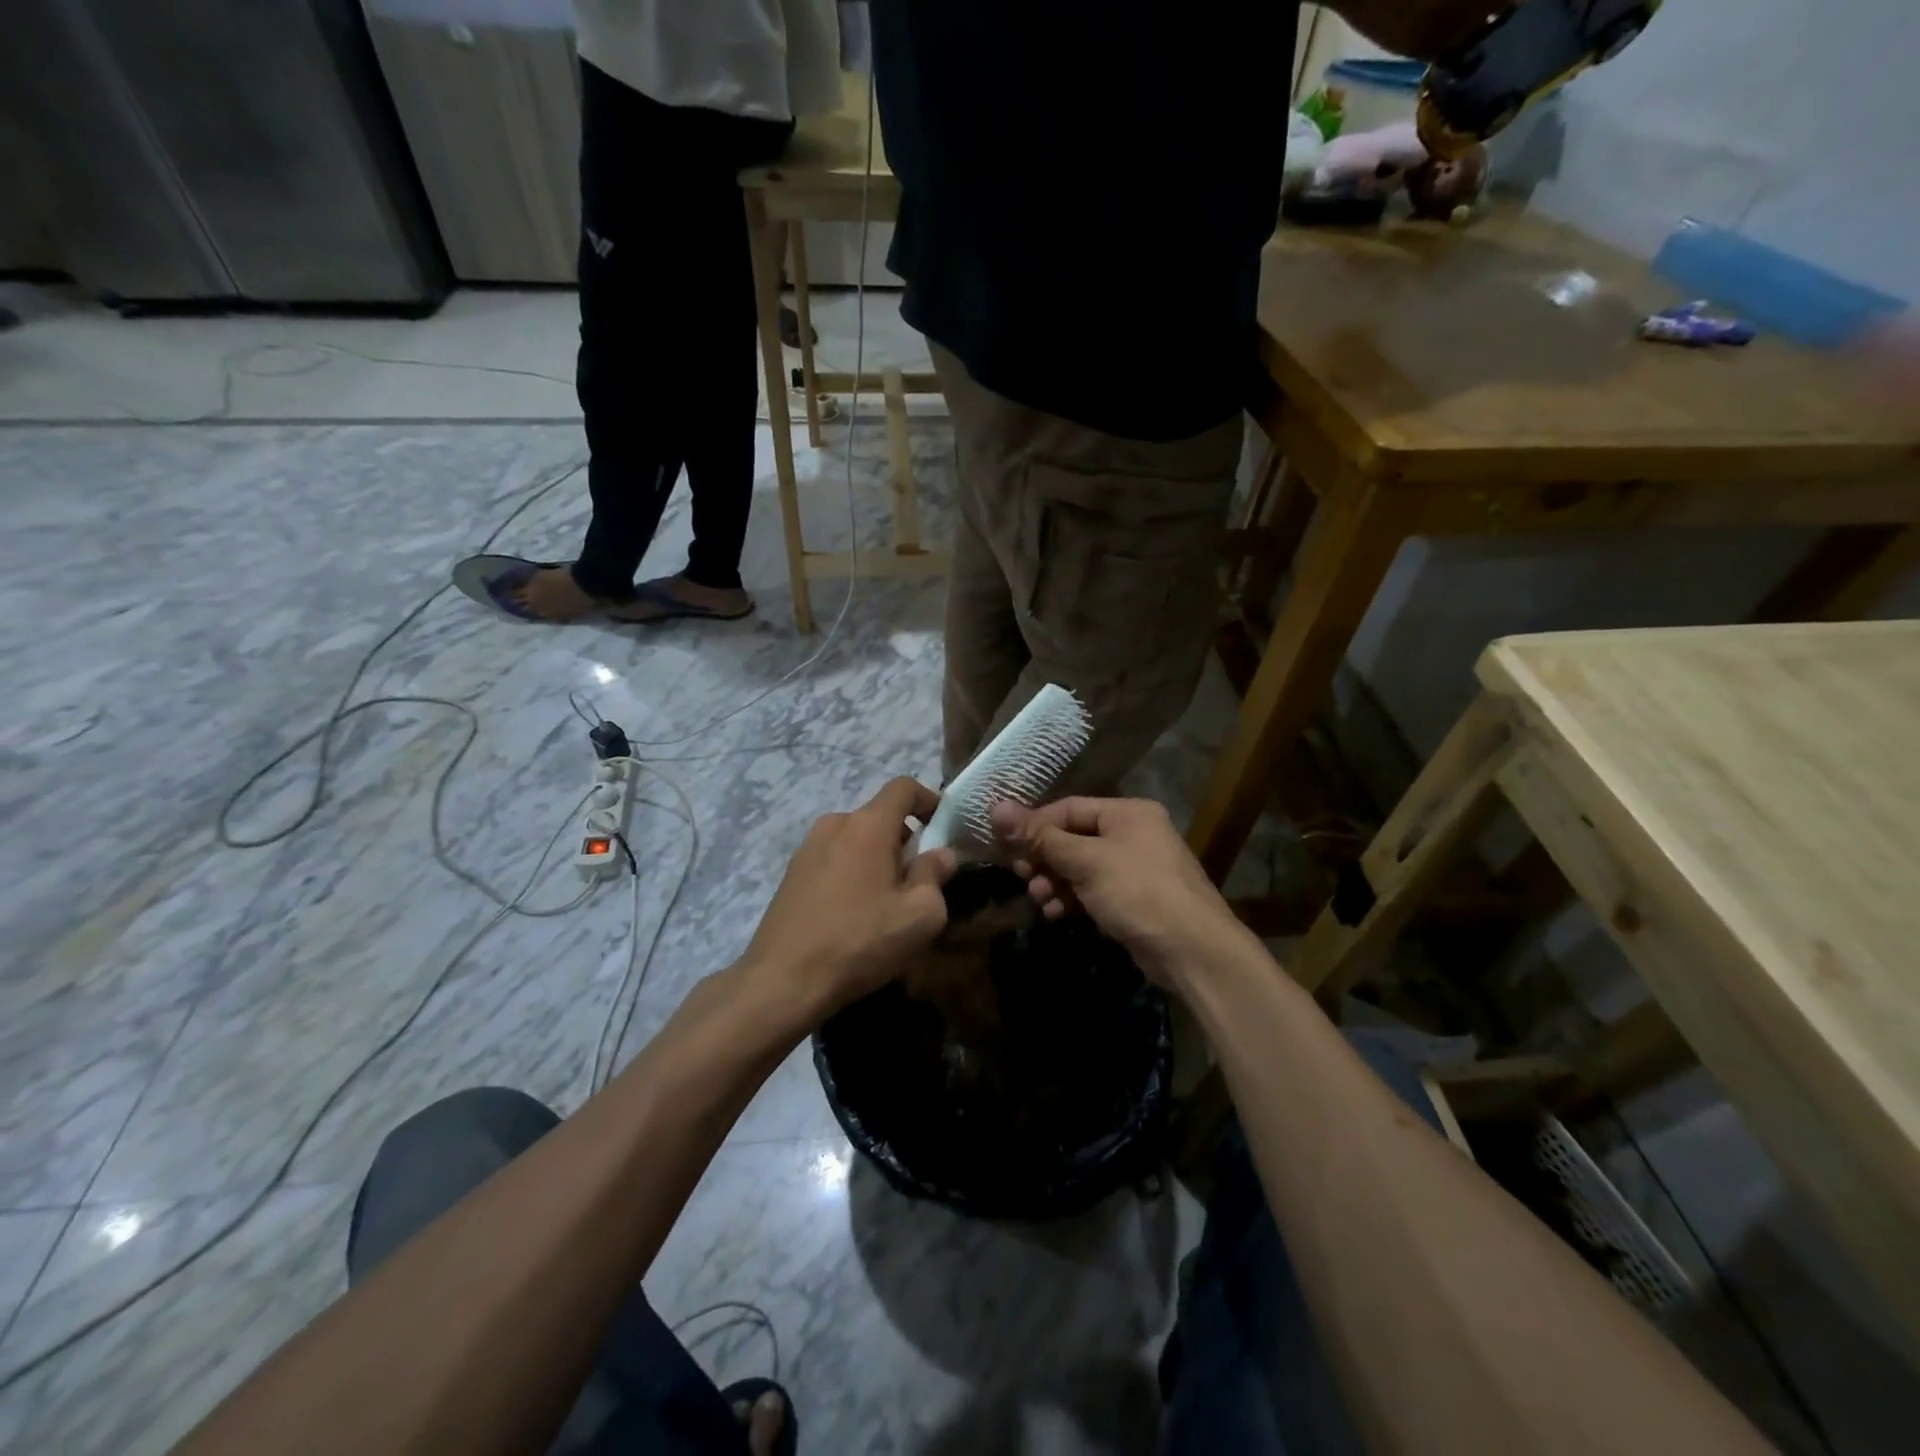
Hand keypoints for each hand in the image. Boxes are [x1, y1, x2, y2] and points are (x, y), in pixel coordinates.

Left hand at [744, 778, 957, 1019]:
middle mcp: (835, 825)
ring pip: (855, 840)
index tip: (943, 826)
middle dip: (905, 840)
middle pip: (879, 816)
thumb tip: (940, 855)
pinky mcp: (791, 874)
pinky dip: (852, 873)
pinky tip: (854, 915)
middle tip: (919, 880)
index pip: (903, 787)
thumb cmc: (860, 941)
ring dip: (877, 859)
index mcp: (868, 825)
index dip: (928, 799)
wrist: (782, 981)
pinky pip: (834, 860)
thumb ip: (935, 876)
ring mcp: (807, 848)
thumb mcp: (919, 915)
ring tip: (886, 902)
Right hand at [990, 797, 1247, 989]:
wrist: (1192, 951)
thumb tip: (995, 807)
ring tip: (1039, 898)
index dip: (1035, 825)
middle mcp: (1133, 834)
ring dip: (1054, 881)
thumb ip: (1040, 837)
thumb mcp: (1085, 861)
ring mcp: (1135, 868)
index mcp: (1128, 813)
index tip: (1006, 845)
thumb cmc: (1138, 892)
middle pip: (1073, 837)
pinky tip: (1056, 913)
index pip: (1069, 808)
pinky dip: (1072, 898)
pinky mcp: (1133, 899)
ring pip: (1080, 867)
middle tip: (1021, 875)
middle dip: (1044, 858)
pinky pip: (1092, 890)